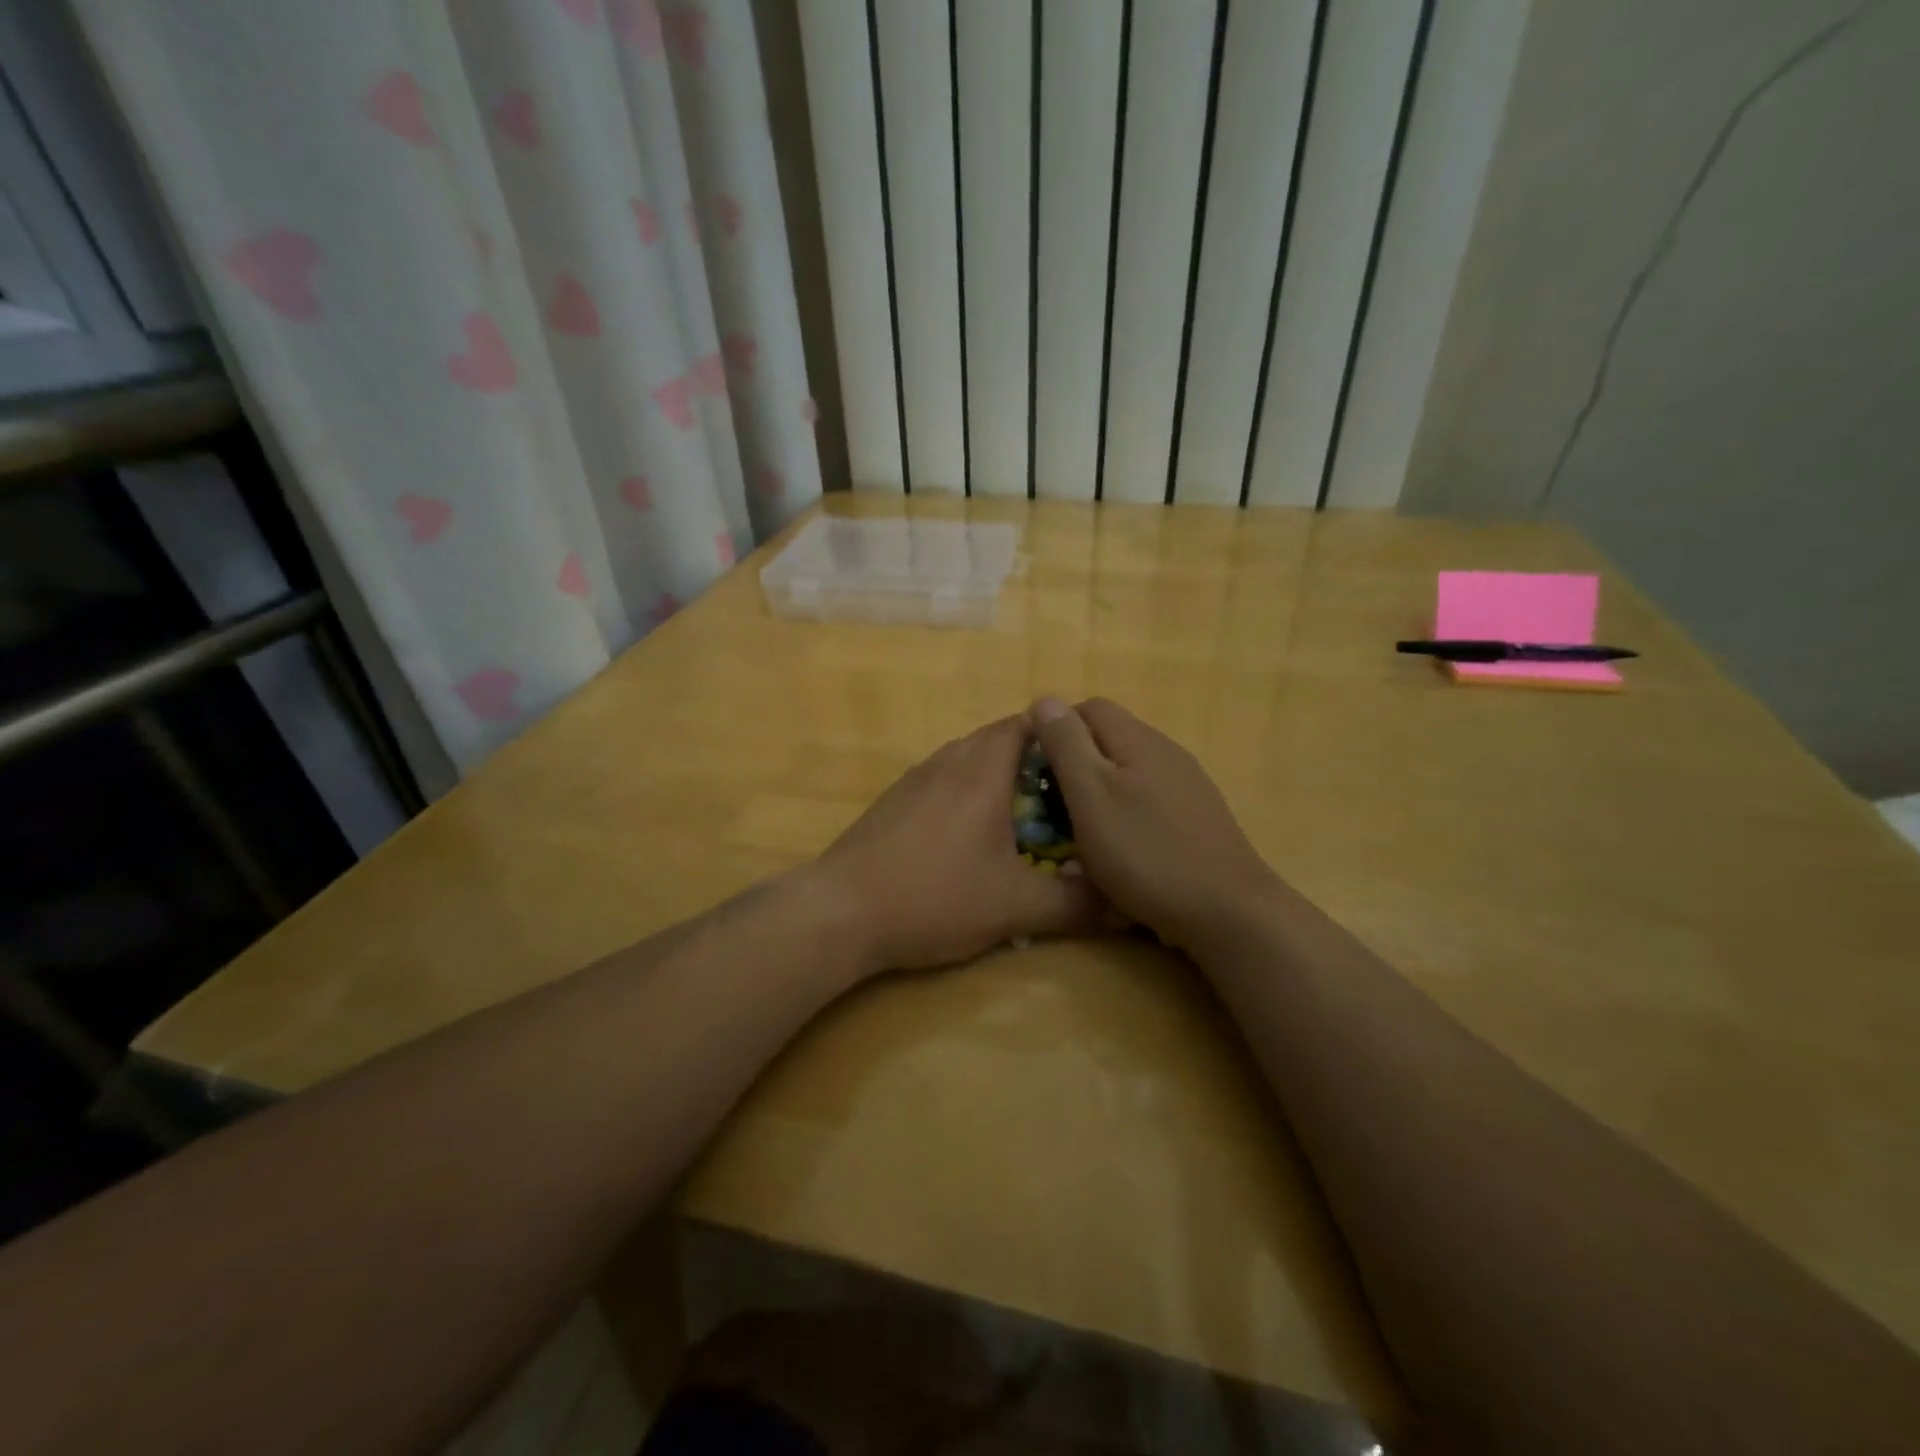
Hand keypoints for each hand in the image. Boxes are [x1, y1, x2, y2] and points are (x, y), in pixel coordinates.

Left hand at [815, 715, 1103, 975]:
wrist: (841, 912)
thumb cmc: (935, 897)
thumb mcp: (1014, 907)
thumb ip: (1073, 905)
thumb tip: (1123, 907)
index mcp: (981, 771)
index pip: (1024, 725)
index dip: (1056, 735)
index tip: (1082, 762)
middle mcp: (946, 763)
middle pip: (995, 739)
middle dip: (1031, 760)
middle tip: (1061, 796)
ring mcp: (913, 781)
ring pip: (964, 760)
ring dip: (994, 777)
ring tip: (1020, 817)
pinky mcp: (890, 804)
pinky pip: (939, 782)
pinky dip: (964, 794)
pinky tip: (967, 839)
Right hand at [1028, 697, 1277, 951]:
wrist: (1226, 910)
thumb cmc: (1145, 851)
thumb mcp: (1090, 794)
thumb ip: (1066, 744)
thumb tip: (1045, 700)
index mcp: (1138, 739)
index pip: (1089, 708)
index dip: (1056, 730)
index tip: (1037, 770)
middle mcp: (1166, 751)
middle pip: (1110, 739)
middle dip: (1076, 764)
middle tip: (1054, 806)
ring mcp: (1187, 784)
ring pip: (1129, 771)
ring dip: (1099, 793)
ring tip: (1081, 832)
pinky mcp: (1198, 817)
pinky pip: (1148, 801)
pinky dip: (1125, 815)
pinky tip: (1120, 851)